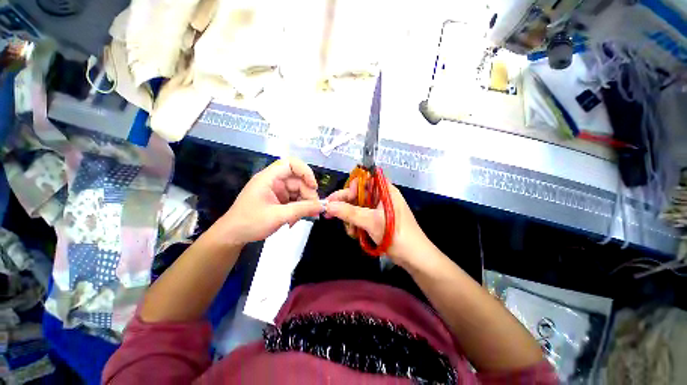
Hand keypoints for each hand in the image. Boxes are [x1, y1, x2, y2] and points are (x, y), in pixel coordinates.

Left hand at [215, 157, 323, 245]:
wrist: (233, 236)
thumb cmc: (250, 223)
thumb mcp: (278, 216)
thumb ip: (302, 210)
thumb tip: (322, 206)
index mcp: (269, 178)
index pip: (290, 163)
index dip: (305, 171)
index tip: (313, 186)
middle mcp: (274, 181)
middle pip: (298, 180)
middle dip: (307, 194)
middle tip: (313, 210)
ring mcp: (277, 190)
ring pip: (298, 191)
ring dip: (304, 204)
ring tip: (303, 218)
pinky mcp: (279, 199)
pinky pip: (295, 200)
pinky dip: (299, 209)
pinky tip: (295, 220)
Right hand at [325, 178, 429, 266]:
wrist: (413, 258)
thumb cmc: (396, 234)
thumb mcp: (370, 222)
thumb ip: (349, 212)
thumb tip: (328, 206)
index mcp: (385, 190)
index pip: (364, 181)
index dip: (350, 188)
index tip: (338, 199)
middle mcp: (381, 197)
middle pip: (358, 196)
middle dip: (345, 207)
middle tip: (329, 215)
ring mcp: (379, 210)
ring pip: (358, 208)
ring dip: (350, 219)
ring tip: (351, 232)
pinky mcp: (378, 221)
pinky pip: (362, 218)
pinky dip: (356, 225)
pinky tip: (356, 235)